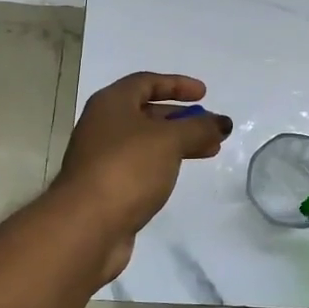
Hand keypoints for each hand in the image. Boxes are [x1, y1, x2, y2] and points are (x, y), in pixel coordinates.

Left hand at [54, 72, 232, 279]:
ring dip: (178, 143)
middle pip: (147, 113)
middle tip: (211, 127)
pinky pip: (141, 166)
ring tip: (210, 150)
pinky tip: (180, 173)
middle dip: (182, 118)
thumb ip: (199, 128)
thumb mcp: (169, 140)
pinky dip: (164, 164)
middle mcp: (103, 126)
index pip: (146, 82)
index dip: (177, 84)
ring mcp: (103, 158)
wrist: (86, 225)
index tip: (205, 94)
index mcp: (111, 104)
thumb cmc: (127, 169)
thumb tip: (222, 122)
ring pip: (146, 142)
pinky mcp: (108, 187)